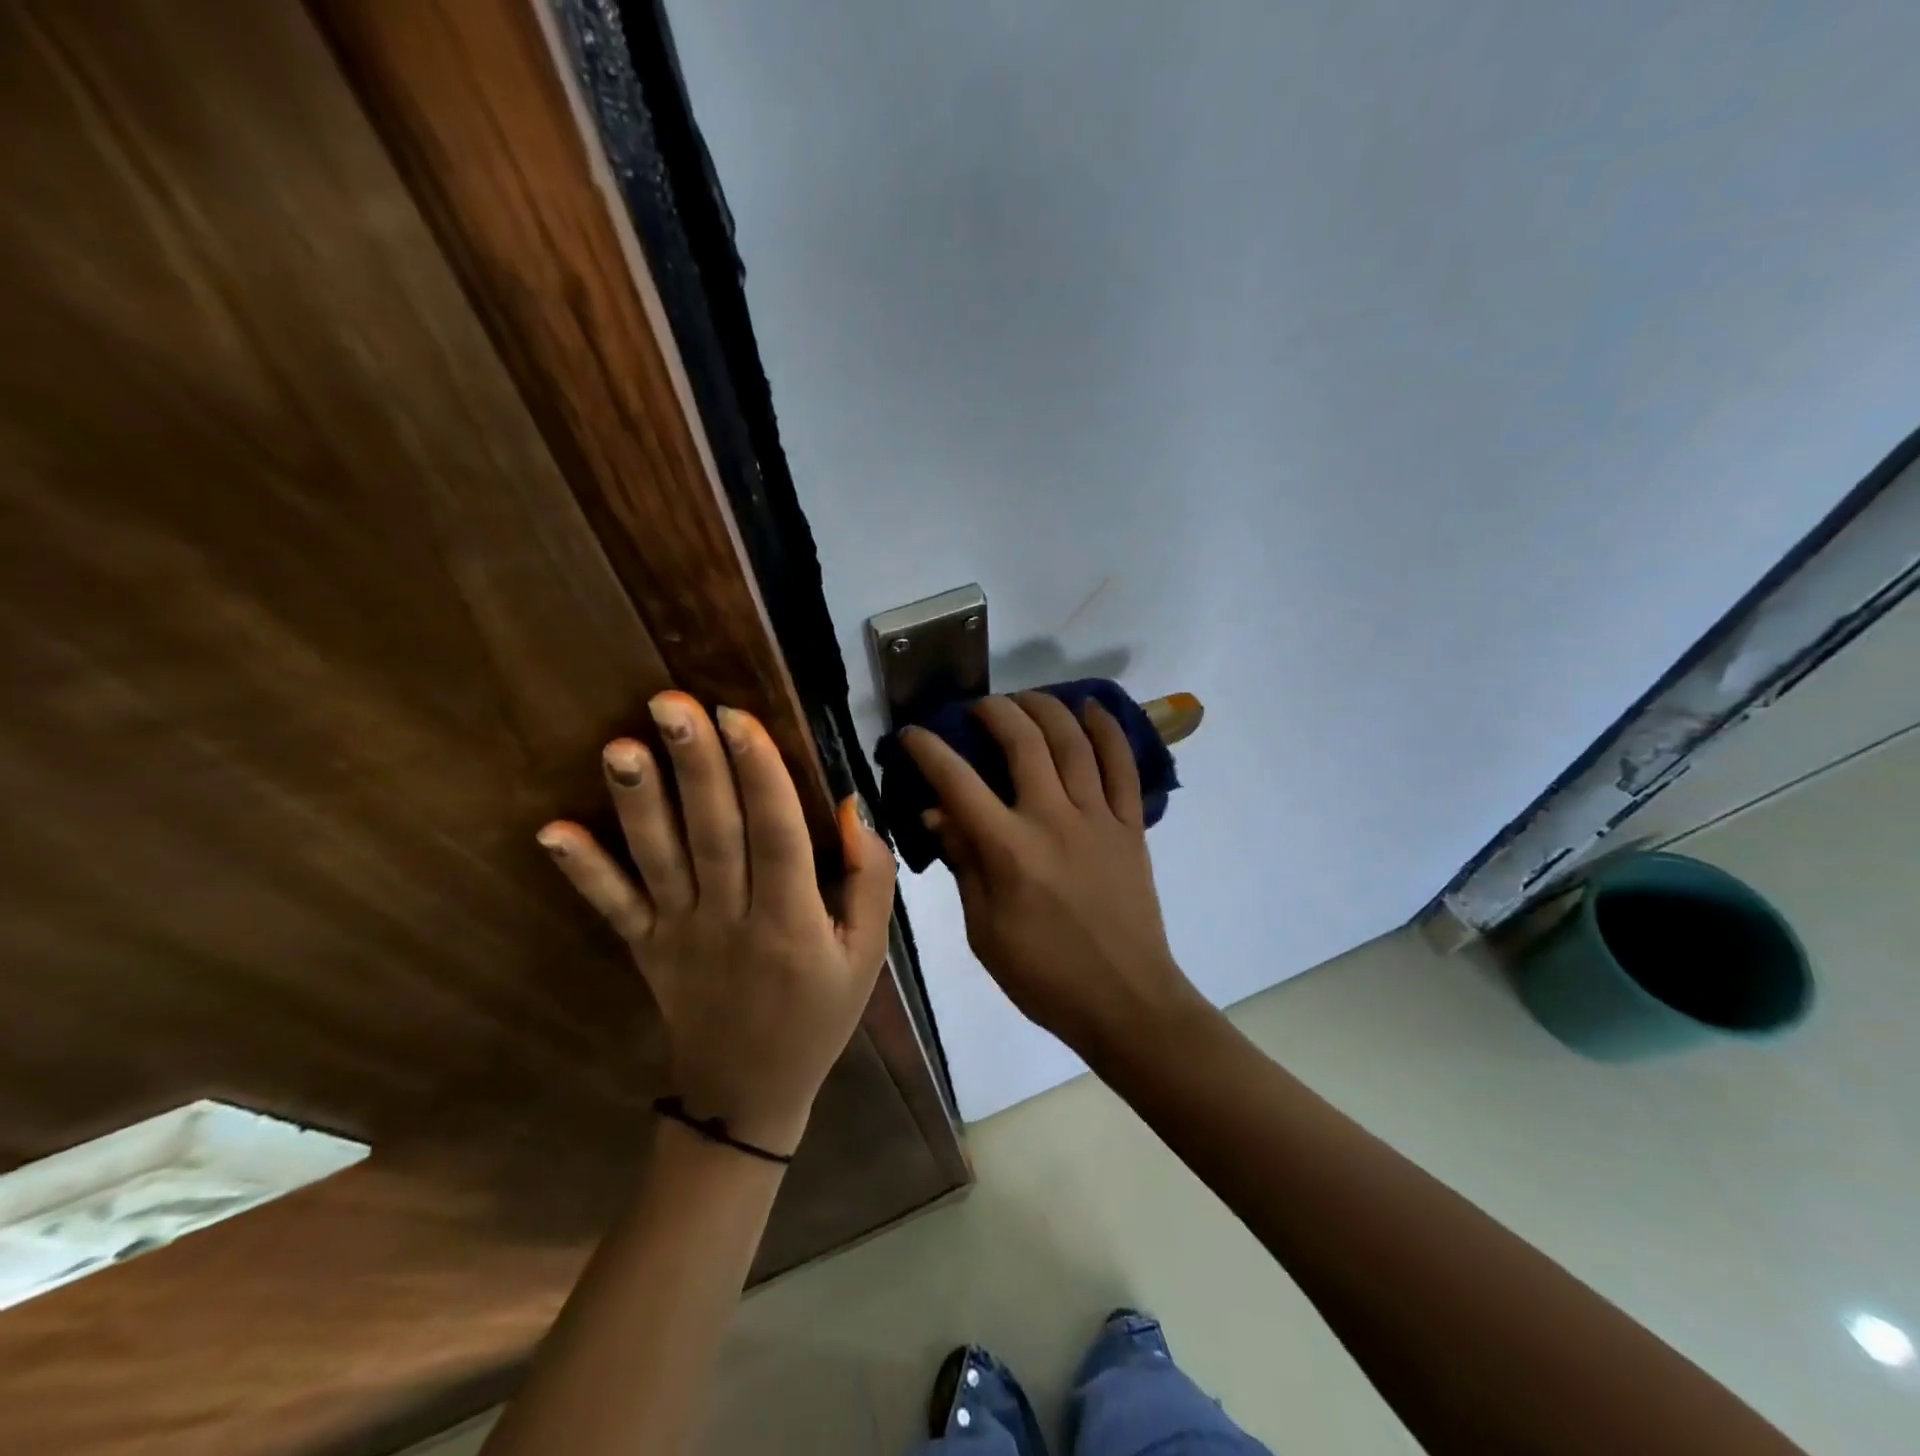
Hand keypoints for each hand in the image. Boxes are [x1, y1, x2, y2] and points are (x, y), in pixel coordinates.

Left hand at [536, 692, 895, 1156]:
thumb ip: (868, 881)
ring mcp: (680, 935)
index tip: (739, 718)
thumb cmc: (819, 1015)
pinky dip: (583, 871)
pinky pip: (613, 908)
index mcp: (793, 922)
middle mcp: (732, 921)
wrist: (748, 1093)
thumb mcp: (868, 954)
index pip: (778, 836)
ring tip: (620, 747)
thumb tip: (850, 807)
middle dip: (695, 766)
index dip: (760, 776)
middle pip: (714, 834)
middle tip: (672, 703)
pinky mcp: (646, 948)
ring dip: (638, 803)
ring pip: (659, 860)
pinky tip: (551, 832)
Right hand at [901, 692, 1200, 1058]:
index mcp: (1009, 851)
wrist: (1125, 1000)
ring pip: (1072, 742)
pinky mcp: (1131, 826)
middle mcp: (1053, 820)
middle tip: (977, 708)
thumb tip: (936, 813)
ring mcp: (1098, 818)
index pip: (958, 783)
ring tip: (1025, 699)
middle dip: (994, 711)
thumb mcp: (983, 930)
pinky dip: (1108, 730)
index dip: (929, 750)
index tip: (912, 733)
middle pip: (1022, 742)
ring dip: (1045, 708)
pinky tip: (1090, 707)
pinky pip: (1123, 765)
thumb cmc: (1043, 975)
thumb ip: (964, 863)